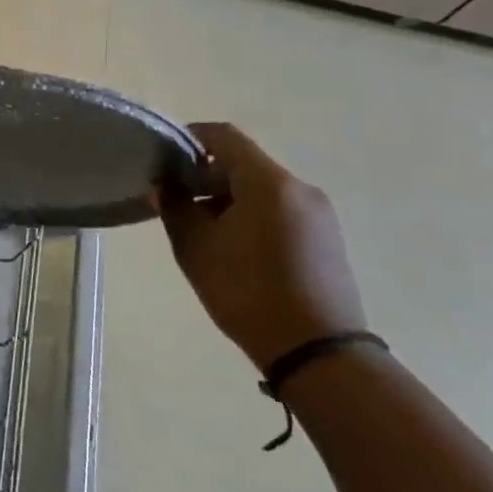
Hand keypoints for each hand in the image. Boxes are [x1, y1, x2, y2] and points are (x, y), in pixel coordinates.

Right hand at [159, 123, 365, 372]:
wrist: (319, 355)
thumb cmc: (248, 293)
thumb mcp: (196, 249)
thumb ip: (175, 208)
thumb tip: (165, 186)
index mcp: (269, 182)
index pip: (224, 137)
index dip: (191, 138)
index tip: (165, 159)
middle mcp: (300, 188)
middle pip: (245, 163)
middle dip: (207, 175)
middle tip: (178, 201)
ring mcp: (319, 214)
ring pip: (263, 188)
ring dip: (229, 197)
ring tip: (204, 230)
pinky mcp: (328, 238)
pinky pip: (282, 210)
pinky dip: (253, 214)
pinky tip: (236, 248)